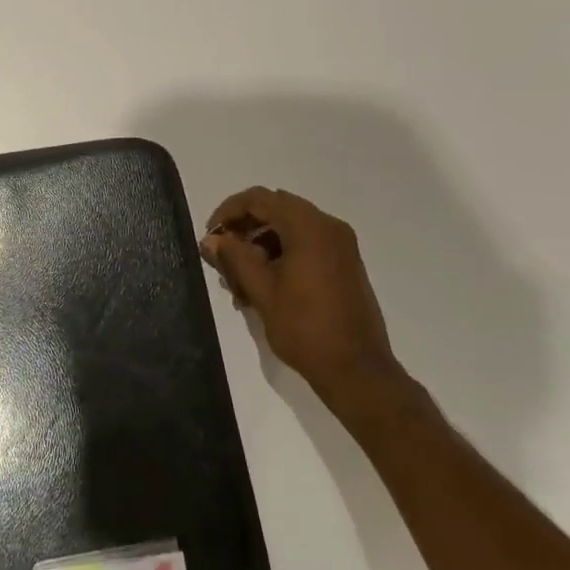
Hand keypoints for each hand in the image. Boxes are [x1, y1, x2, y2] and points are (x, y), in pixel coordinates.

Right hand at [199, 187, 410, 418]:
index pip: (260, 198)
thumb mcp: (262, 291)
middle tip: (223, 255)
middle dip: (245, 228)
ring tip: (239, 280)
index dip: (229, 211)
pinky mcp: (344, 263)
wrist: (358, 371)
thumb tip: (212, 238)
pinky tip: (263, 285)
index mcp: (309, 227)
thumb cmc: (305, 328)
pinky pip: (306, 243)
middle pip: (276, 209)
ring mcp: (340, 245)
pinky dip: (281, 254)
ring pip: (289, 227)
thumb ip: (234, 257)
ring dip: (261, 244)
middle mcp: (328, 226)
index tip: (211, 235)